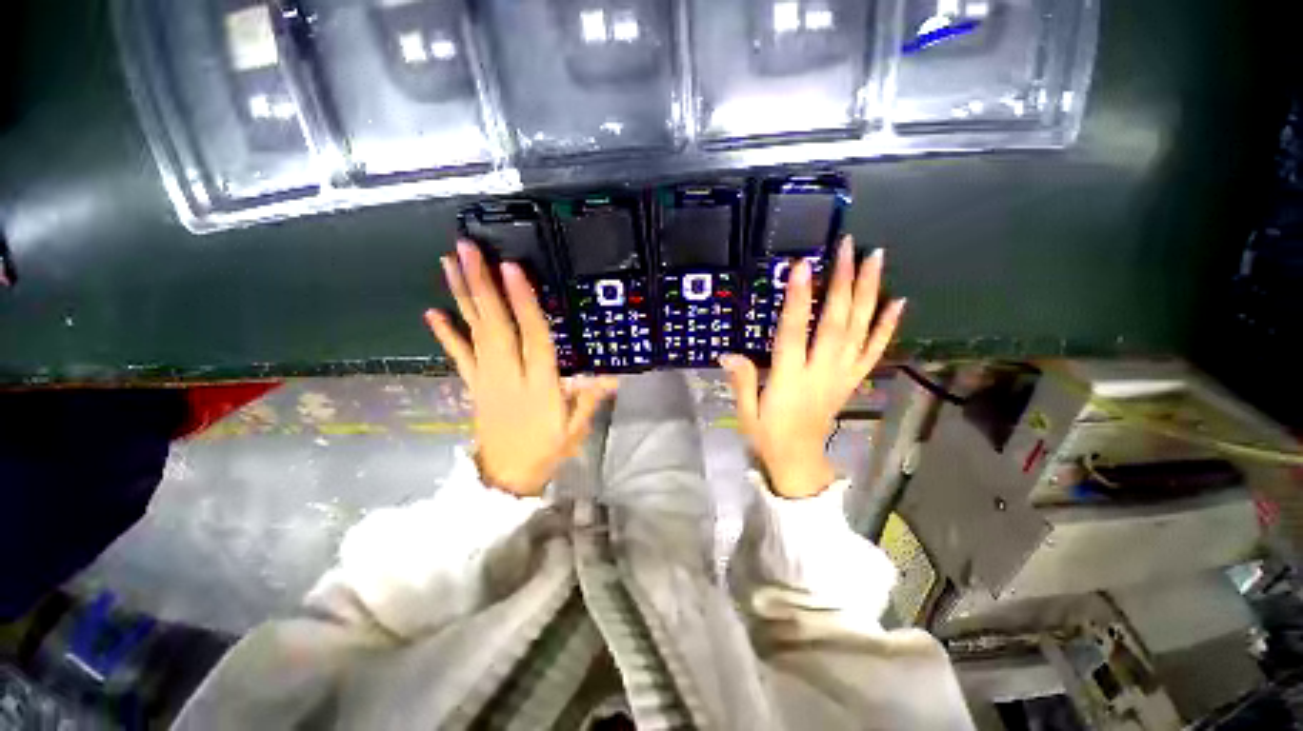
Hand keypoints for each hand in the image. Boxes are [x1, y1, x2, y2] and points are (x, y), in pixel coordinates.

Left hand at [426, 241, 617, 496]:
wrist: (505, 478)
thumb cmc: (546, 451)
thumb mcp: (574, 429)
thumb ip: (589, 400)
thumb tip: (612, 375)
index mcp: (538, 384)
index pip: (532, 336)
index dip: (523, 302)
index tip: (511, 269)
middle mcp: (508, 374)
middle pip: (495, 324)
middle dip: (482, 284)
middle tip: (467, 248)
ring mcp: (486, 378)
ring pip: (474, 332)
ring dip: (462, 297)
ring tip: (449, 264)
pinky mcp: (474, 385)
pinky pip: (459, 356)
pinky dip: (446, 334)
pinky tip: (433, 312)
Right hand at [721, 237, 904, 498]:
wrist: (799, 461)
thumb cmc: (767, 434)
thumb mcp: (746, 412)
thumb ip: (741, 381)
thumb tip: (727, 353)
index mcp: (790, 379)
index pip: (795, 333)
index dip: (799, 299)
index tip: (802, 266)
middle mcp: (821, 371)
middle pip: (836, 323)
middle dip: (842, 282)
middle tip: (848, 247)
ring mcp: (842, 374)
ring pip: (860, 329)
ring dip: (869, 293)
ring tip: (875, 259)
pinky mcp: (853, 379)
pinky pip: (874, 350)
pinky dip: (887, 325)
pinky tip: (898, 301)